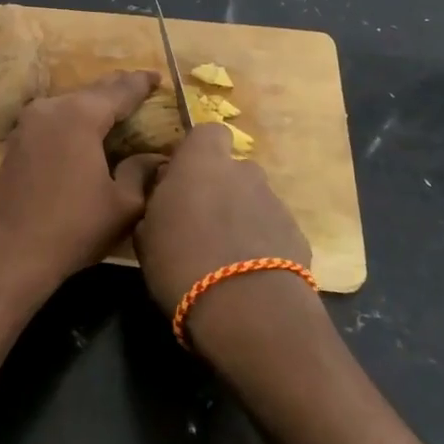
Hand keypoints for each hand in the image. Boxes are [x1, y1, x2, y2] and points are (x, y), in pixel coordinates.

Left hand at [0, 70, 163, 304]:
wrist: (9, 252)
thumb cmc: (73, 227)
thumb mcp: (122, 204)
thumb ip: (141, 172)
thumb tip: (155, 157)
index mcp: (80, 115)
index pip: (119, 90)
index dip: (141, 84)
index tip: (158, 78)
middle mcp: (51, 108)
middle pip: (92, 92)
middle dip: (117, 89)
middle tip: (140, 87)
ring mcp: (28, 123)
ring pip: (69, 104)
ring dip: (93, 105)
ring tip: (116, 108)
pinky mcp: (16, 142)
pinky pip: (53, 119)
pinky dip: (73, 120)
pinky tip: (84, 131)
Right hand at [133, 122, 312, 325]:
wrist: (249, 311)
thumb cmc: (181, 262)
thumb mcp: (146, 233)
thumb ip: (157, 203)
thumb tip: (164, 195)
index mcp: (202, 162)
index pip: (208, 132)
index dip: (197, 151)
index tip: (181, 177)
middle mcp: (243, 172)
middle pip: (232, 169)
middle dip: (219, 188)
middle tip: (199, 222)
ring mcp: (275, 202)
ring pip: (252, 200)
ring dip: (240, 217)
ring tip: (223, 255)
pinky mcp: (297, 235)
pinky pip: (271, 229)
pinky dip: (260, 243)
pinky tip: (246, 274)